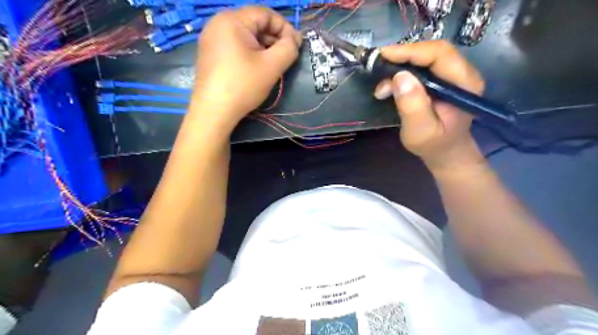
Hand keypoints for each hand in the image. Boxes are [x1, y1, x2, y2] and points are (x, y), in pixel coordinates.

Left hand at [192, 6, 301, 131]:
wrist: (214, 111)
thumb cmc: (243, 86)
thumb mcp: (272, 66)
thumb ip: (289, 48)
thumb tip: (295, 39)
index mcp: (232, 20)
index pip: (265, 14)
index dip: (285, 28)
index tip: (296, 46)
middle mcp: (218, 23)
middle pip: (255, 24)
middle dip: (274, 39)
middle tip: (287, 57)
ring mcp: (211, 39)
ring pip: (246, 36)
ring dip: (264, 47)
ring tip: (274, 64)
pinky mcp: (210, 53)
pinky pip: (235, 46)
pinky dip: (250, 53)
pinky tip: (257, 68)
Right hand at [375, 40, 486, 173]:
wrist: (445, 151)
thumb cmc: (433, 144)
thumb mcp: (420, 131)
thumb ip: (412, 105)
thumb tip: (399, 76)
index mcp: (464, 85)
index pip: (439, 54)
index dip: (410, 51)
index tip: (383, 56)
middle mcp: (464, 74)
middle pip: (433, 51)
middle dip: (403, 55)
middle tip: (378, 64)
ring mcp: (454, 75)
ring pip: (426, 57)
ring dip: (401, 64)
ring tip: (382, 82)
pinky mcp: (444, 79)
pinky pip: (423, 66)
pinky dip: (404, 71)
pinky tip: (390, 84)